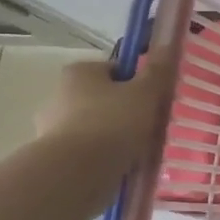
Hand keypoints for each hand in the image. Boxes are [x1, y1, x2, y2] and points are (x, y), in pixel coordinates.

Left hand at [35, 45, 177, 195]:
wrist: (76, 174)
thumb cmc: (113, 123)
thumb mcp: (146, 93)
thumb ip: (157, 71)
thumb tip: (167, 45)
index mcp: (79, 72)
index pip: (116, 70)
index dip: (139, 83)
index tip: (154, 100)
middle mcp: (59, 95)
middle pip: (105, 99)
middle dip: (127, 111)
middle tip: (152, 126)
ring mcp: (52, 128)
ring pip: (97, 127)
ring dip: (115, 136)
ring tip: (140, 151)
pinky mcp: (53, 157)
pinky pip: (88, 152)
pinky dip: (104, 157)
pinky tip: (123, 166)